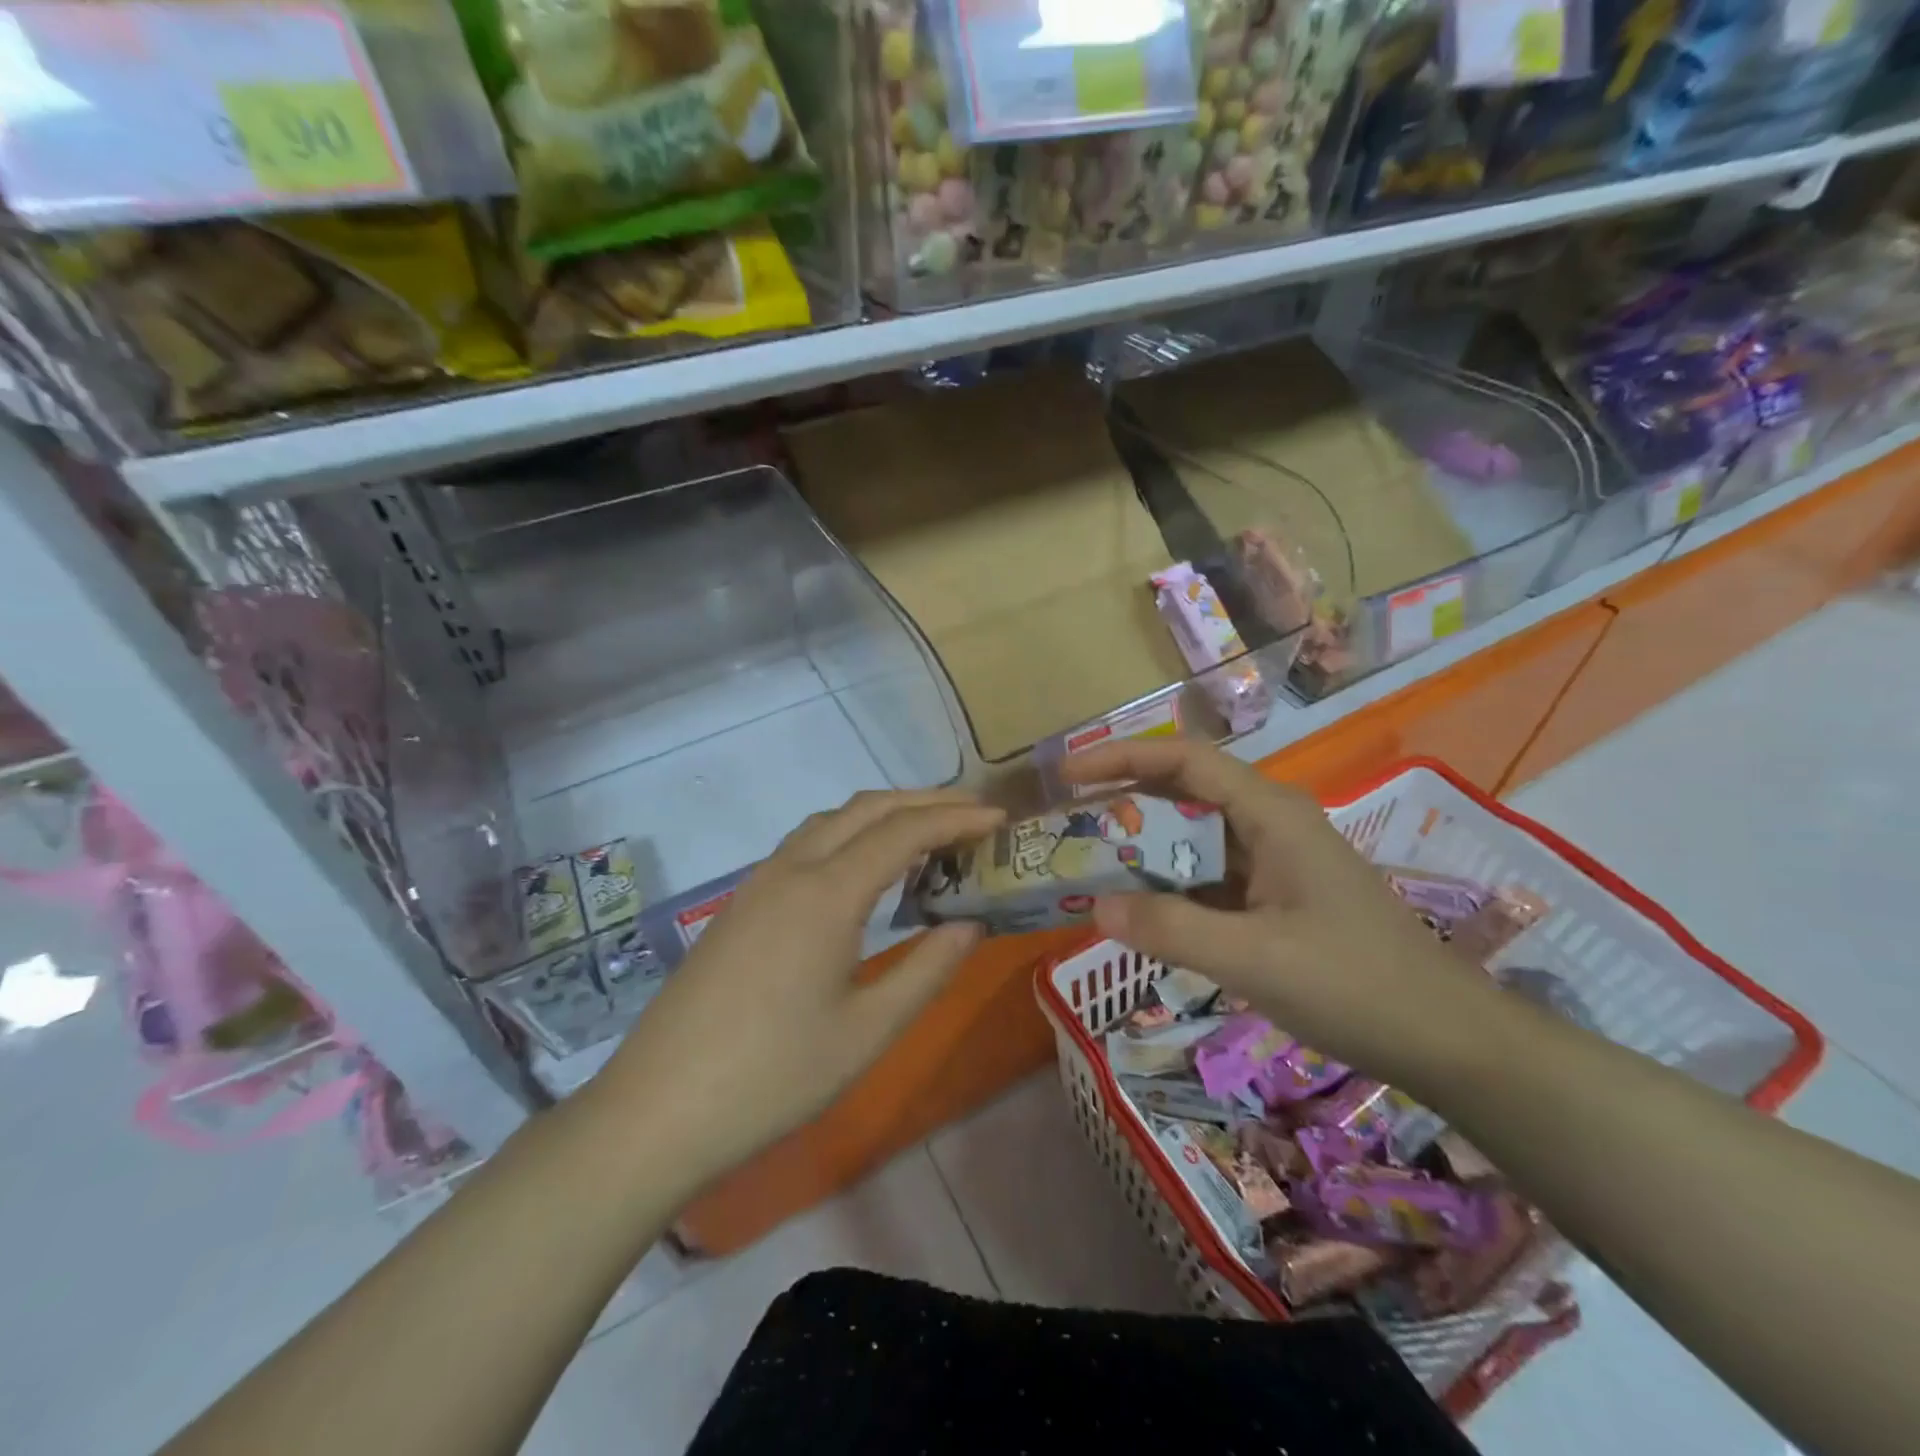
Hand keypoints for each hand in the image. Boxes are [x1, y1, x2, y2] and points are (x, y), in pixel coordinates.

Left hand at [595, 789, 1002, 1188]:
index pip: (904, 832)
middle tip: (974, 814)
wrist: (657, 1110)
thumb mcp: (868, 1032)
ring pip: (831, 820)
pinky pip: (807, 843)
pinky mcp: (741, 904)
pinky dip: (850, 834)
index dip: (956, 819)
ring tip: (928, 833)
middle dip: (925, 801)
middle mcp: (791, 869)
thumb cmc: (773, 1077)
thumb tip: (970, 925)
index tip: (999, 820)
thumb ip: (928, 970)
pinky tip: (865, 869)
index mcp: (826, 893)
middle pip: (867, 809)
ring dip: (884, 814)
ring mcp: (759, 883)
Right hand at [1062, 739, 1505, 1092]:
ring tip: (1088, 866)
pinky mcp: (1275, 897)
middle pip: (1184, 792)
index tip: (1067, 775)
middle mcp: (1269, 823)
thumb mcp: (1254, 958)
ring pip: (1193, 838)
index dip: (1122, 758)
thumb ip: (1170, 930)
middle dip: (1124, 803)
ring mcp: (1274, 861)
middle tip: (1067, 826)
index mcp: (1270, 814)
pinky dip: (1168, 887)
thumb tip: (1094, 908)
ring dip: (1143, 849)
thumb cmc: (1354, 984)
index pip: (1184, 760)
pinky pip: (1207, 877)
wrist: (1444, 1038)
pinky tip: (1139, 911)